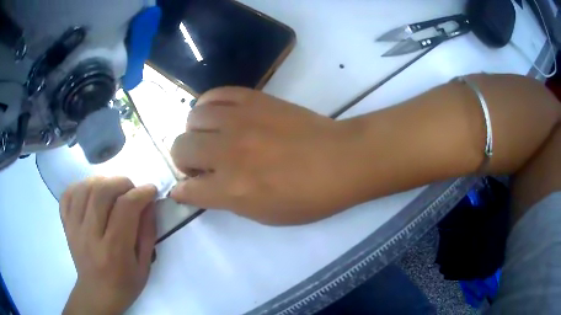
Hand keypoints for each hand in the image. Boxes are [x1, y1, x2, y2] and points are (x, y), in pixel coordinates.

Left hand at [60, 177, 156, 314]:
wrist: (97, 293)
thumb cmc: (124, 283)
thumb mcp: (144, 265)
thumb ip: (147, 232)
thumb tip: (149, 202)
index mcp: (114, 250)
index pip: (125, 209)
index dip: (141, 193)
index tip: (150, 190)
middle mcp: (90, 236)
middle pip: (102, 192)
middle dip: (121, 183)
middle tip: (131, 189)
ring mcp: (74, 228)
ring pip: (84, 188)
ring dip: (102, 181)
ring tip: (112, 189)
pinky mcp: (65, 224)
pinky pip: (68, 194)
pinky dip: (80, 185)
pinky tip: (91, 192)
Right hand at [170, 87, 360, 224]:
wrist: (340, 160)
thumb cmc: (307, 197)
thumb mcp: (264, 215)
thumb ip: (226, 201)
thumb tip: (197, 190)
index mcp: (232, 189)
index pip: (188, 189)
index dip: (182, 191)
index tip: (184, 190)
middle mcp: (227, 152)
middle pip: (180, 147)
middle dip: (183, 161)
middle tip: (200, 165)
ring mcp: (239, 120)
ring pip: (192, 118)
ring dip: (195, 133)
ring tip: (211, 139)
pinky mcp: (253, 99)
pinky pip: (215, 94)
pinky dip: (208, 106)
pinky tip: (218, 116)